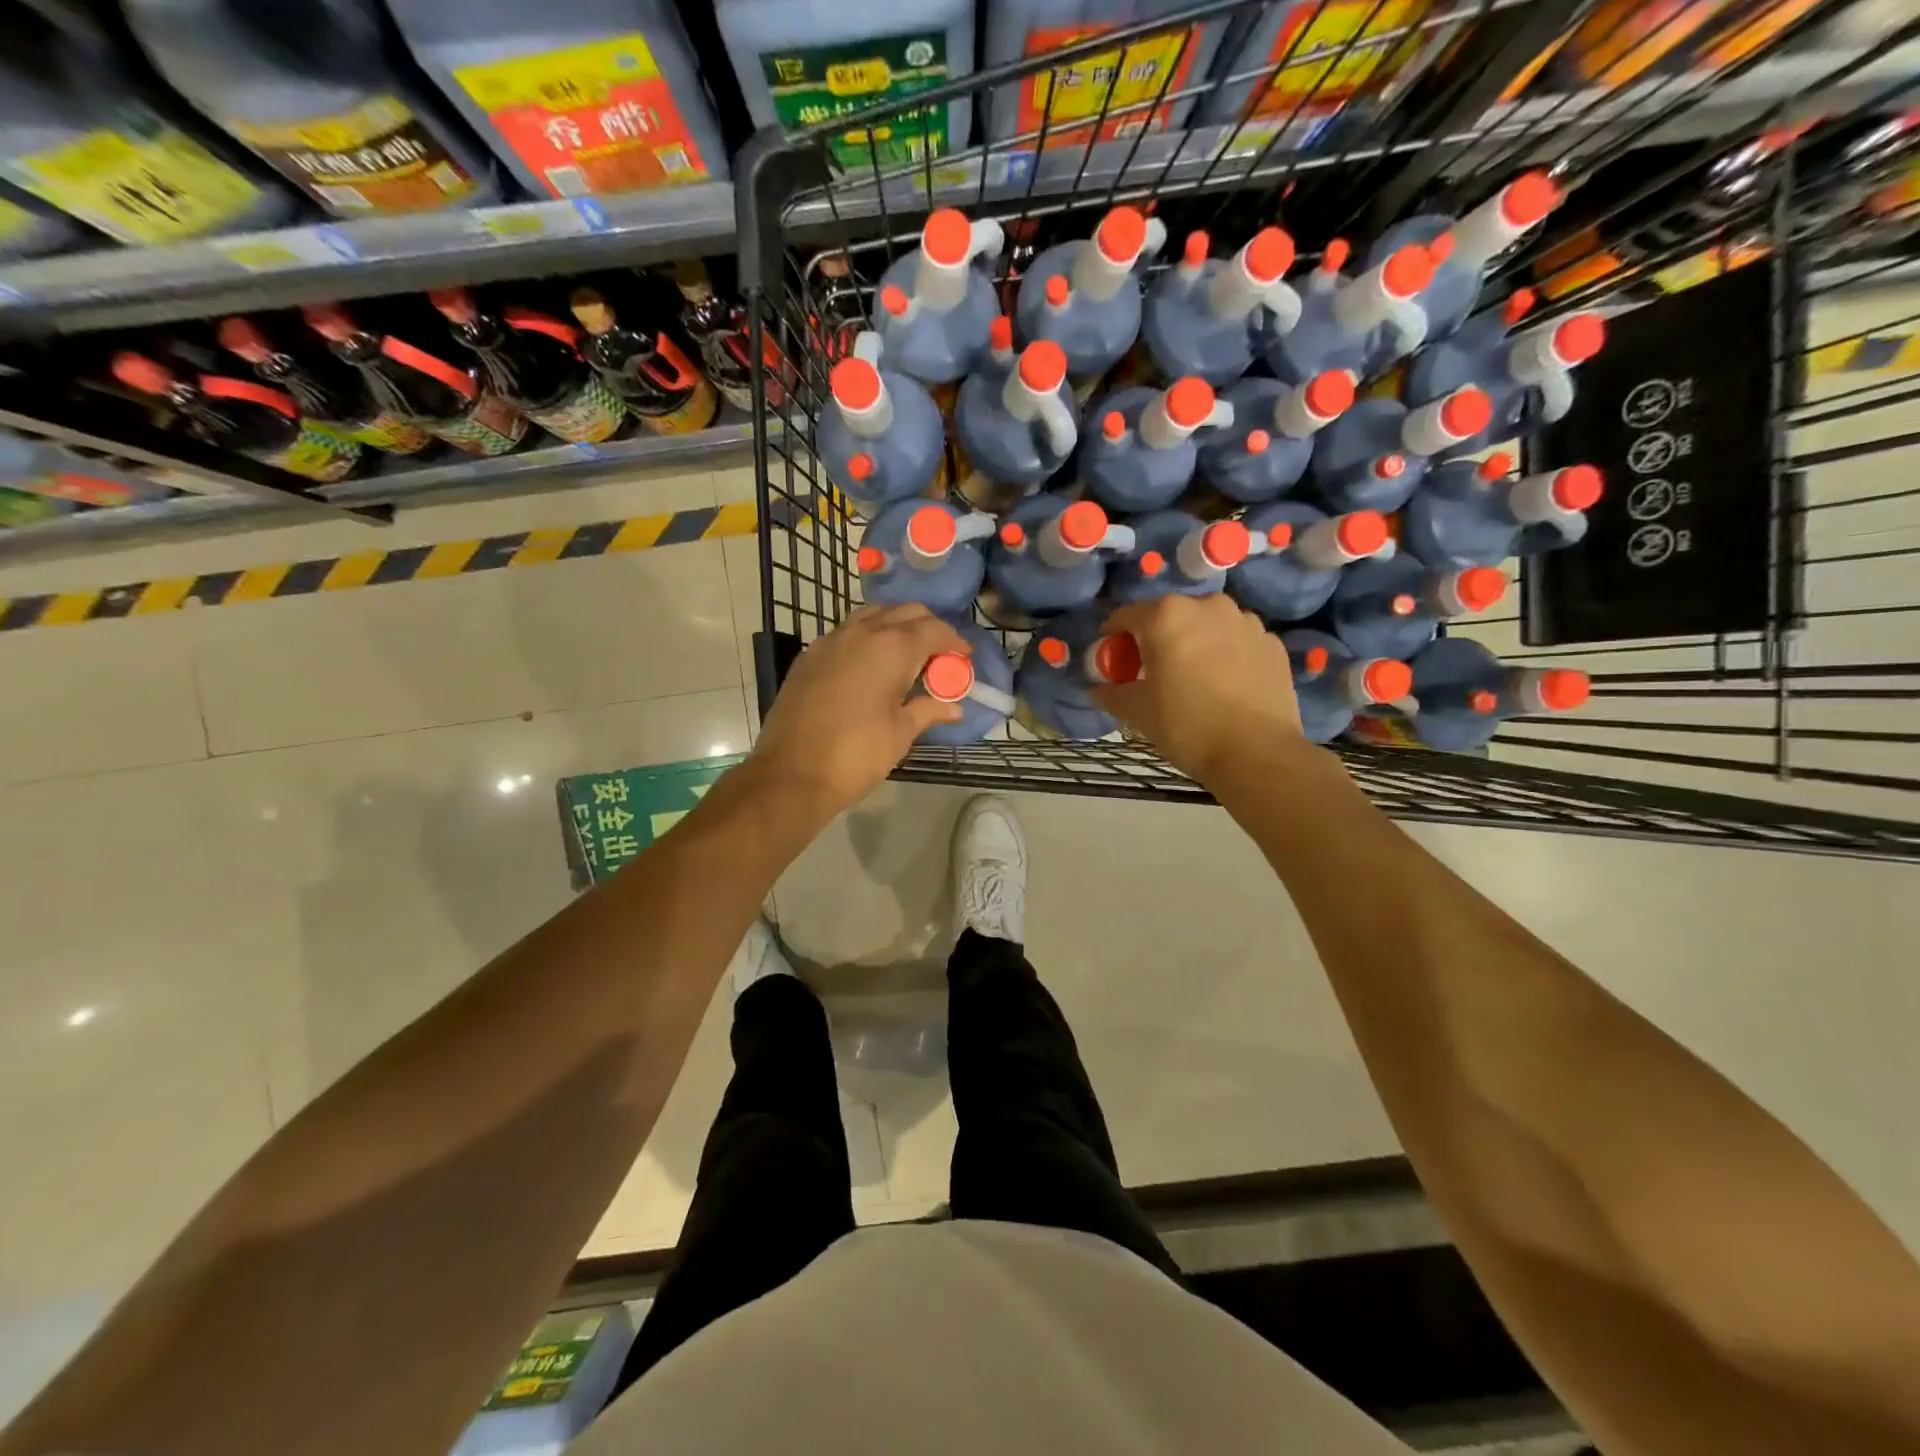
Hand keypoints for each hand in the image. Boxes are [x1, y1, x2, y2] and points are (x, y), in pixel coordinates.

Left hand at [750, 604, 970, 821]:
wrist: (792, 773)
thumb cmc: (857, 754)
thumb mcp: (901, 733)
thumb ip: (928, 710)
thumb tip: (954, 707)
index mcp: (891, 647)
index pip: (933, 629)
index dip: (954, 641)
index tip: (965, 657)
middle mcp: (861, 632)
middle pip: (904, 613)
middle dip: (927, 629)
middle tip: (939, 657)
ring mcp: (830, 641)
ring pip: (872, 616)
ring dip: (895, 628)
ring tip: (907, 658)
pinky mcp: (809, 656)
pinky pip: (846, 633)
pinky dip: (867, 639)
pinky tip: (871, 667)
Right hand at [1093, 594, 1306, 785]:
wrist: (1256, 752)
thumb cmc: (1186, 725)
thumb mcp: (1137, 712)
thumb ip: (1111, 693)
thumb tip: (1099, 689)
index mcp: (1166, 616)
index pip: (1125, 616)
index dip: (1113, 638)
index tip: (1112, 661)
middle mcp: (1207, 606)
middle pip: (1169, 616)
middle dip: (1156, 639)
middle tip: (1152, 672)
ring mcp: (1245, 621)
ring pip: (1207, 626)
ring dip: (1194, 643)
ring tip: (1193, 678)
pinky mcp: (1272, 642)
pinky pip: (1237, 641)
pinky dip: (1226, 655)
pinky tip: (1224, 685)